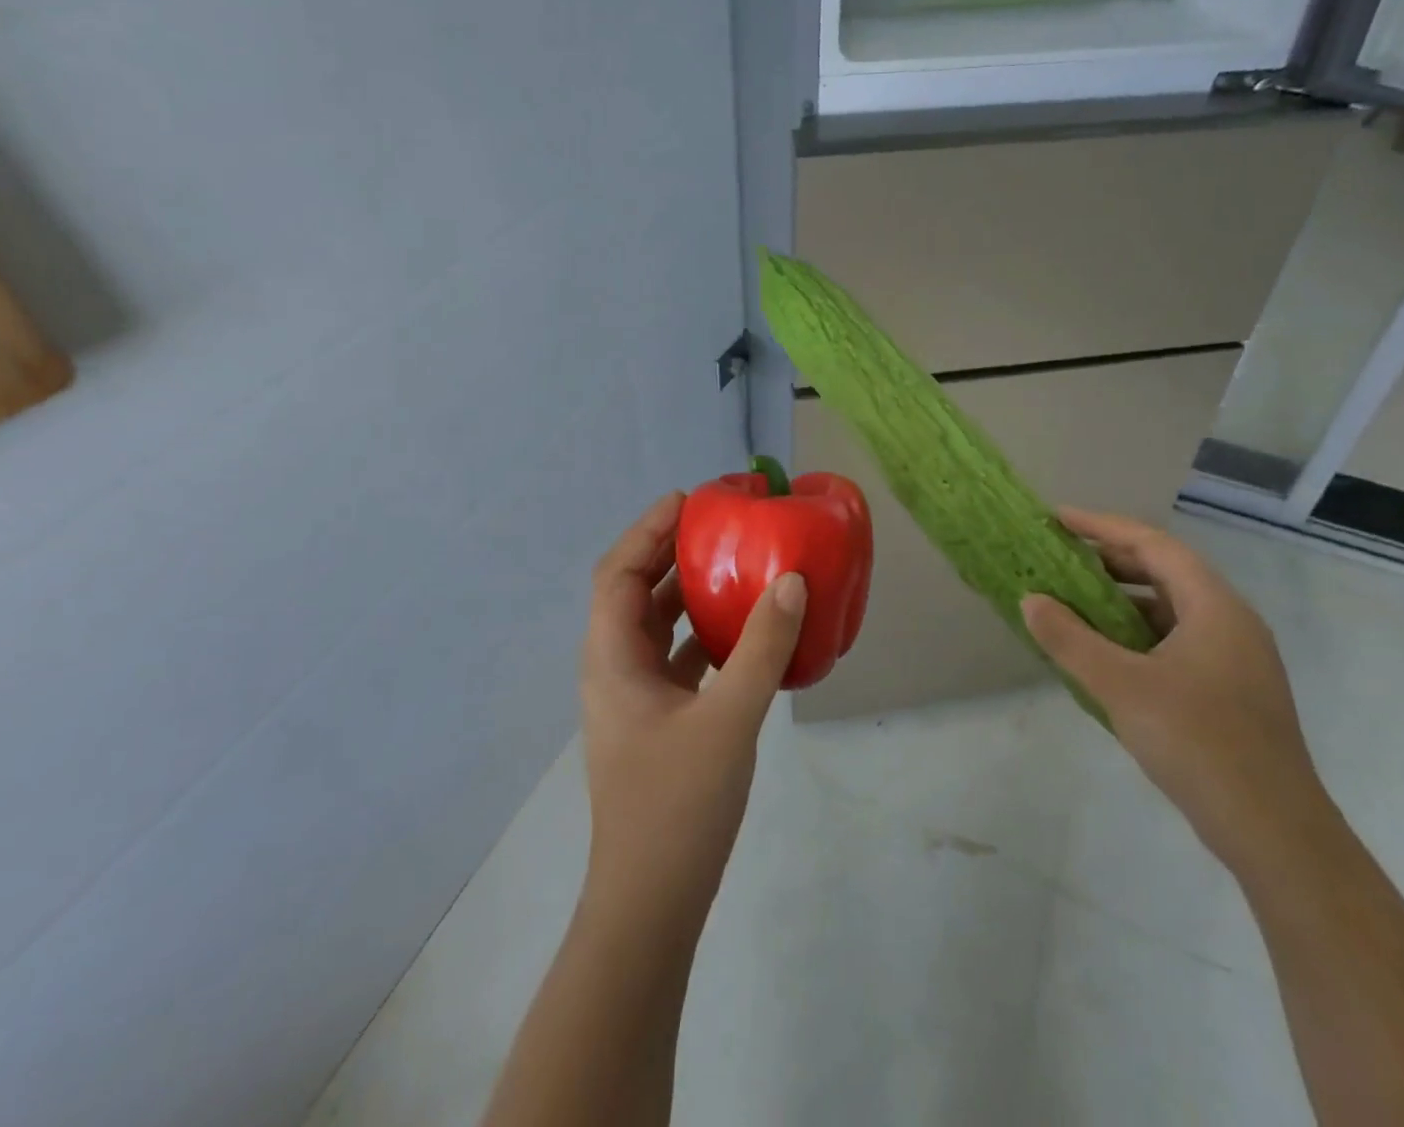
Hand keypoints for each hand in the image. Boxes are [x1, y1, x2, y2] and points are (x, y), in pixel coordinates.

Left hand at [580, 492, 805, 927]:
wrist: (652, 903)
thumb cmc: (677, 805)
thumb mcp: (728, 719)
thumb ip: (761, 647)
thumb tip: (792, 581)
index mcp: (611, 659)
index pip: (616, 572)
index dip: (647, 530)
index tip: (688, 501)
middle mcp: (614, 669)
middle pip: (634, 592)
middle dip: (670, 553)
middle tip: (718, 526)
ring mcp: (634, 698)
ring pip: (656, 627)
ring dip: (688, 593)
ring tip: (733, 564)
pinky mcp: (657, 721)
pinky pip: (677, 659)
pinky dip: (703, 635)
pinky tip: (743, 632)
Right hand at [1022, 509, 1333, 873]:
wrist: (1275, 834)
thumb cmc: (1199, 744)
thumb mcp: (1121, 687)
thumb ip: (1070, 640)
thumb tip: (1030, 600)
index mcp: (1214, 607)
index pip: (1154, 545)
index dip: (1102, 527)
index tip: (1058, 518)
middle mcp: (1230, 622)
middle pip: (1165, 571)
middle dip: (1110, 560)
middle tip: (1059, 557)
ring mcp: (1234, 658)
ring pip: (1170, 609)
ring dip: (1121, 599)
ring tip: (1073, 601)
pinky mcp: (1230, 690)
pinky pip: (1175, 640)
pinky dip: (1136, 633)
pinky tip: (1104, 652)